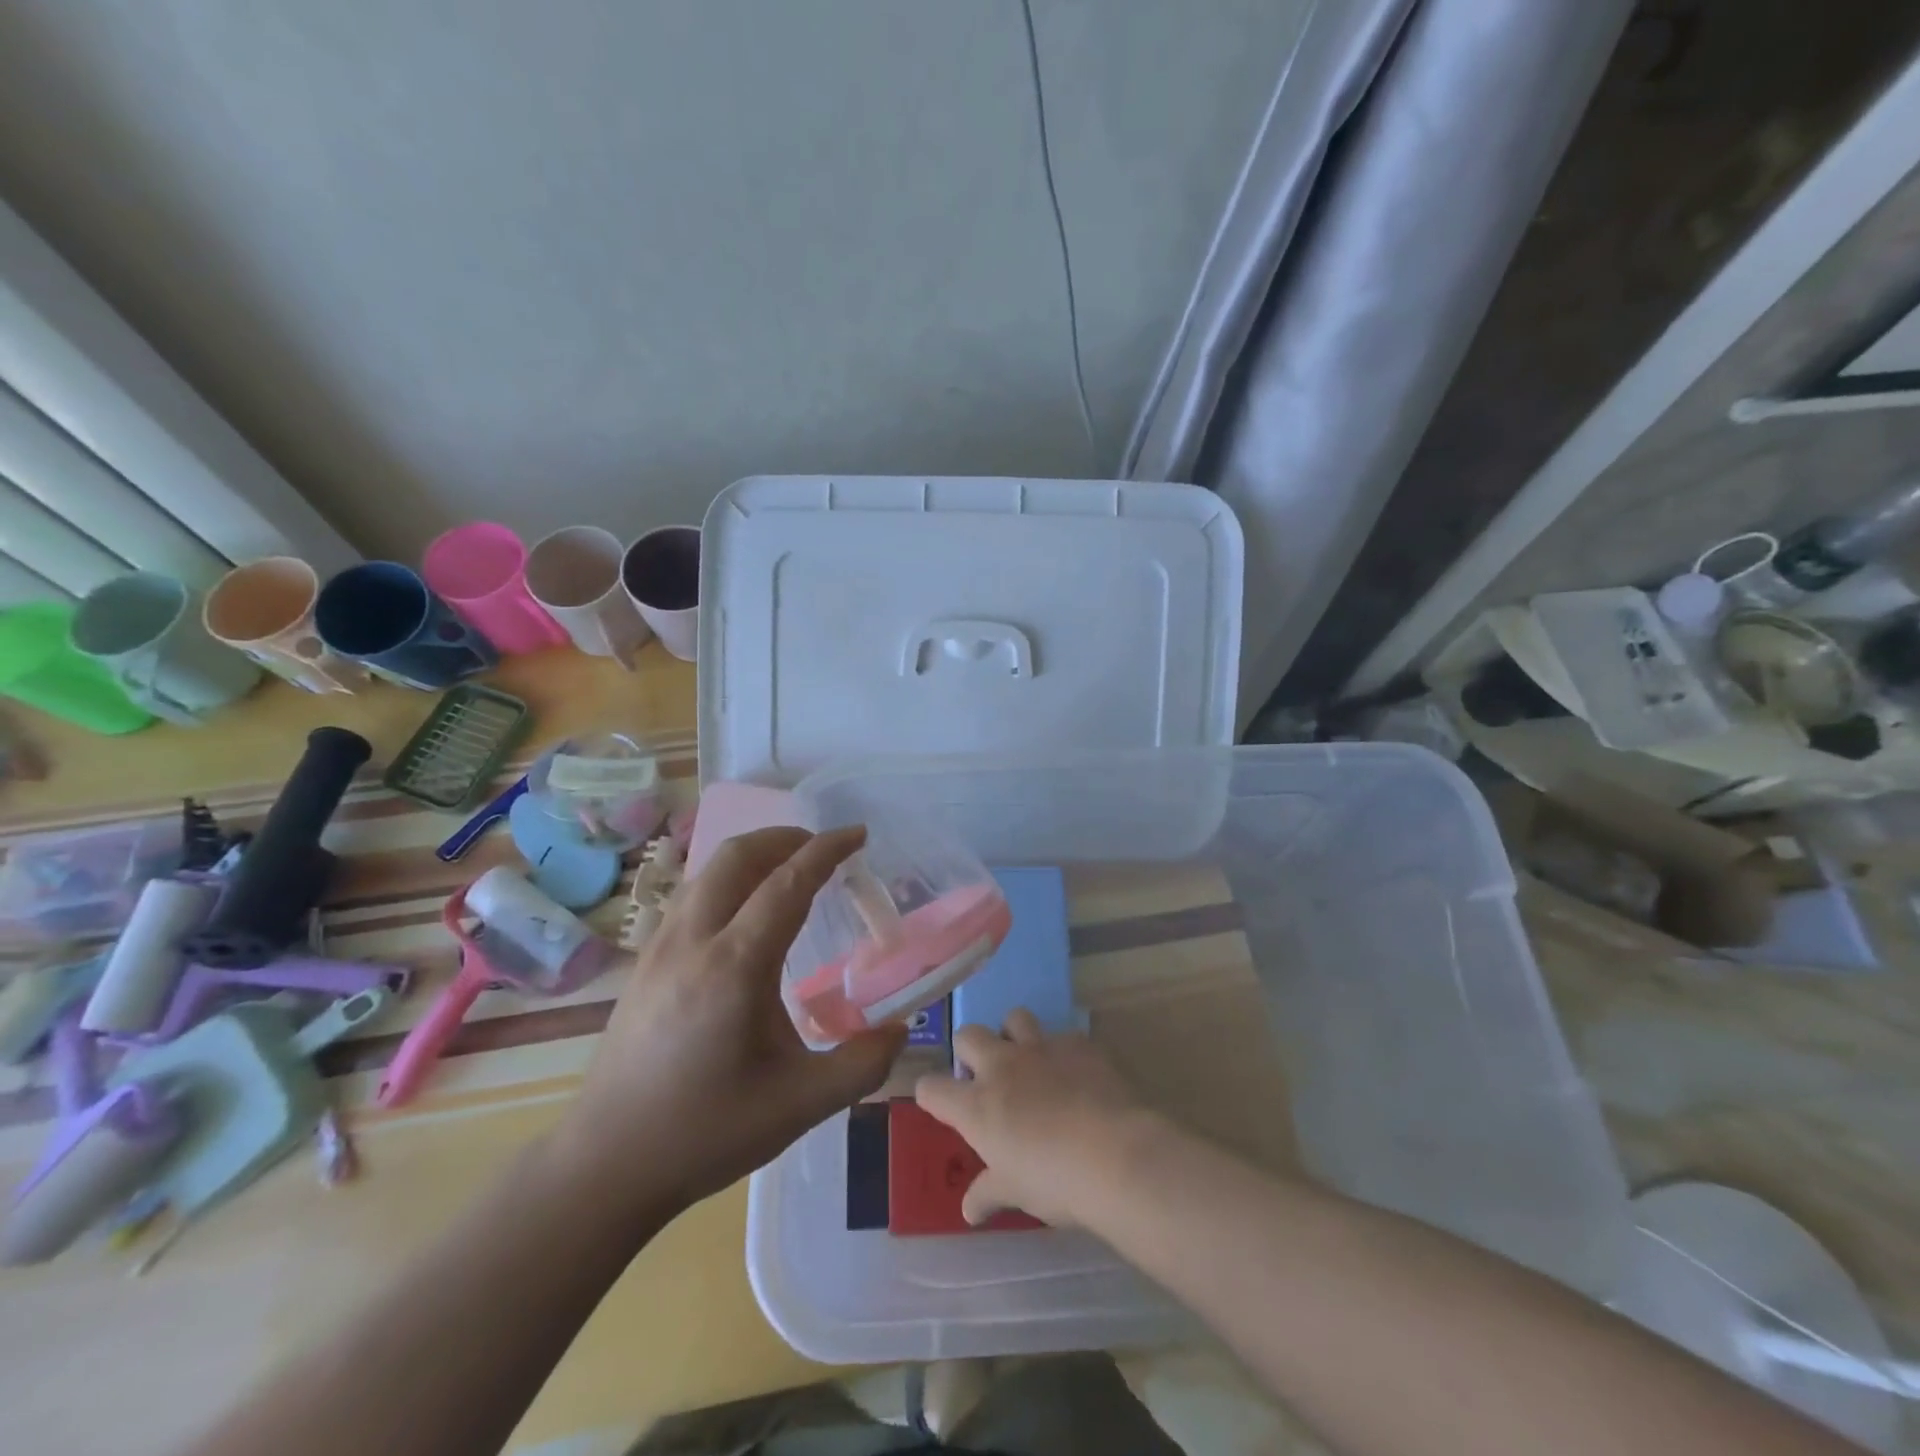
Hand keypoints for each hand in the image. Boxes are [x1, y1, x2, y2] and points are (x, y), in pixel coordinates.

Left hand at [551, 826, 905, 1216]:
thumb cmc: (706, 1131)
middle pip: (737, 856)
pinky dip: (727, 879)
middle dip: (785, 837)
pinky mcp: (644, 961)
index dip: (826, 850)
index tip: (857, 834)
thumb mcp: (799, 1105)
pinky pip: (690, 895)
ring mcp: (660, 947)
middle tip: (822, 848)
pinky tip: (744, 912)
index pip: (787, 883)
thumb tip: (901, 1029)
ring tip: (788, 869)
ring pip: (707, 871)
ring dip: (752, 854)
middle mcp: (693, 941)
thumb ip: (862, 1065)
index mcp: (735, 966)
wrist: (606, 1164)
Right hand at [914, 1009, 1150, 1227]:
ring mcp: (1041, 1048)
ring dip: (1014, 1036)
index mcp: (977, 1105)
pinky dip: (1064, 1052)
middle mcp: (1002, 1066)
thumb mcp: (1016, 1194)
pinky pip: (1063, 1036)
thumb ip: (988, 1194)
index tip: (941, 1104)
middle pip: (968, 1036)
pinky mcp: (1077, 1043)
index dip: (931, 1094)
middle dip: (971, 1051)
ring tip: (1029, 1063)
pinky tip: (1078, 1076)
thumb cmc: (1056, 1181)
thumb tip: (969, 1210)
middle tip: (987, 1080)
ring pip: (1014, 1018)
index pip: (931, 1088)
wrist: (1116, 1155)